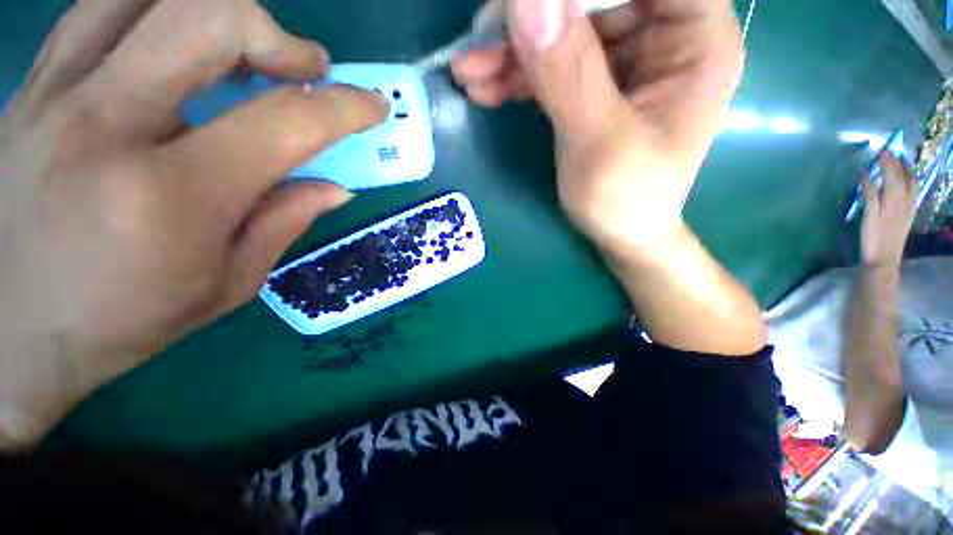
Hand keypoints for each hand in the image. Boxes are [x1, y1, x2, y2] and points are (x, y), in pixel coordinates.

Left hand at [0, 0, 386, 446]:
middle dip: (278, 36)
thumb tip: (335, 187)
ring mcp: (56, 95)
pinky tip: (178, 43)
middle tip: (304, 68)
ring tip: (244, 49)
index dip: (343, 108)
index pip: (284, 124)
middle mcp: (106, 125)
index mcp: (171, 197)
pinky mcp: (31, 87)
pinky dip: (156, 8)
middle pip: (209, 18)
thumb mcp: (227, 284)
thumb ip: (285, 223)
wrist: (12, 334)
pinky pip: (101, 9)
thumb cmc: (126, 321)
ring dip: (218, 10)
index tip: (372, 105)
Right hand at [452, 0, 743, 252]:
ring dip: (512, 49)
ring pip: (563, 28)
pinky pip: (551, 63)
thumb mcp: (599, 142)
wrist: (619, 234)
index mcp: (696, 37)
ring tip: (468, 69)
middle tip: (481, 36)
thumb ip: (568, 72)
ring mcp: (625, 58)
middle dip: (533, 15)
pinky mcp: (593, 83)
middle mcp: (664, 34)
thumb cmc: (625, 200)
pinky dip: (515, 74)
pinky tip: (483, 87)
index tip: (523, 3)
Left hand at [860, 153, 917, 266]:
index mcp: (909, 210)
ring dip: (884, 168)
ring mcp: (888, 211)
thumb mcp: (899, 223)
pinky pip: (871, 195)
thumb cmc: (888, 243)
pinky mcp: (873, 215)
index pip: (913, 186)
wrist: (883, 261)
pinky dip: (867, 182)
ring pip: (889, 184)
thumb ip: (897, 208)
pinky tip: (861, 172)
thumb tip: (889, 192)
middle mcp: (902, 207)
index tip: (903, 157)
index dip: (909, 170)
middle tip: (887, 149)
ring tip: (879, 155)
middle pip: (901, 181)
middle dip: (895, 164)